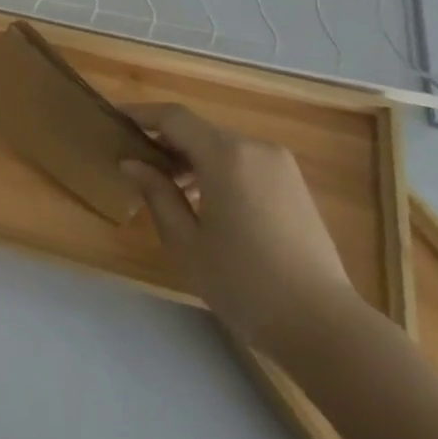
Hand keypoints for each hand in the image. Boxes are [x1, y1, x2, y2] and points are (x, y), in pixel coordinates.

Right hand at [120, 102, 354, 355]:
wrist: (323, 324)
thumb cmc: (243, 283)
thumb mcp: (186, 242)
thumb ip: (156, 193)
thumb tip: (131, 163)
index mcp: (226, 156)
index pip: (173, 117)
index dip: (141, 114)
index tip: (114, 119)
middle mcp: (255, 148)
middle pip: (198, 130)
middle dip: (164, 140)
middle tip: (135, 163)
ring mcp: (280, 165)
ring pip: (222, 146)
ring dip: (190, 158)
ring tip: (166, 188)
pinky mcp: (294, 184)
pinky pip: (244, 162)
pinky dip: (217, 169)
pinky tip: (204, 202)